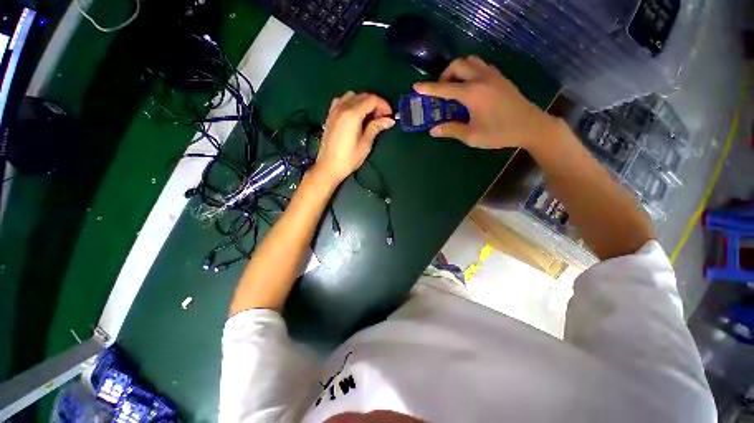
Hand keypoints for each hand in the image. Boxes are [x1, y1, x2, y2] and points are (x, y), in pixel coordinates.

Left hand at [313, 92, 394, 183]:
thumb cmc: (349, 158)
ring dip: (363, 102)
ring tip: (369, 116)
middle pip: (363, 96)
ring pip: (352, 96)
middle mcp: (342, 107)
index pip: (372, 99)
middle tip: (381, 118)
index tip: (389, 116)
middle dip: (375, 104)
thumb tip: (389, 120)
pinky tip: (355, 115)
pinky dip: (351, 103)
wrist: (328, 167)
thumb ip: (376, 127)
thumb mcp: (365, 144)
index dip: (383, 105)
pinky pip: (342, 101)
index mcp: (352, 114)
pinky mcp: (330, 115)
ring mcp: (334, 110)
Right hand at [414, 56, 557, 149]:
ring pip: (471, 61)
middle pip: (458, 65)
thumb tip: (433, 130)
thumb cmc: (499, 133)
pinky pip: (481, 66)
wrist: (531, 126)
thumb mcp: (472, 136)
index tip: (416, 86)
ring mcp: (493, 75)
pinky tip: (471, 87)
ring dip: (459, 70)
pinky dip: (470, 71)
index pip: (444, 88)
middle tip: (442, 91)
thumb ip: (451, 130)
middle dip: (445, 75)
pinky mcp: (501, 77)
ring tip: (455, 87)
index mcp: (472, 93)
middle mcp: (481, 78)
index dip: (428, 88)